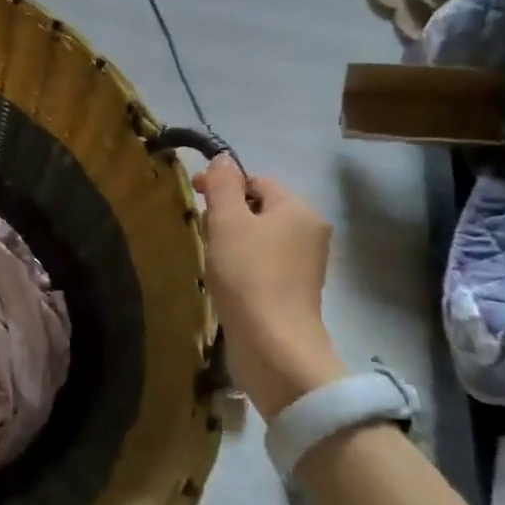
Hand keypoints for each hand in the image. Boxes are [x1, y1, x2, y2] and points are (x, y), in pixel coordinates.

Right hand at [193, 155, 344, 419]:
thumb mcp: (227, 221)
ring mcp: (305, 264)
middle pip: (260, 208)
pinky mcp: (294, 291)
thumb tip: (223, 160)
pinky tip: (225, 279)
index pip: (257, 180)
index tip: (194, 198)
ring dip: (232, 240)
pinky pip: (264, 263)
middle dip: (227, 214)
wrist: (273, 344)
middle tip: (201, 230)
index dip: (223, 185)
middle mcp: (309, 232)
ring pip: (260, 237)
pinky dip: (242, 264)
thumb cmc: (248, 275)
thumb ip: (222, 185)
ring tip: (210, 256)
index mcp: (298, 209)